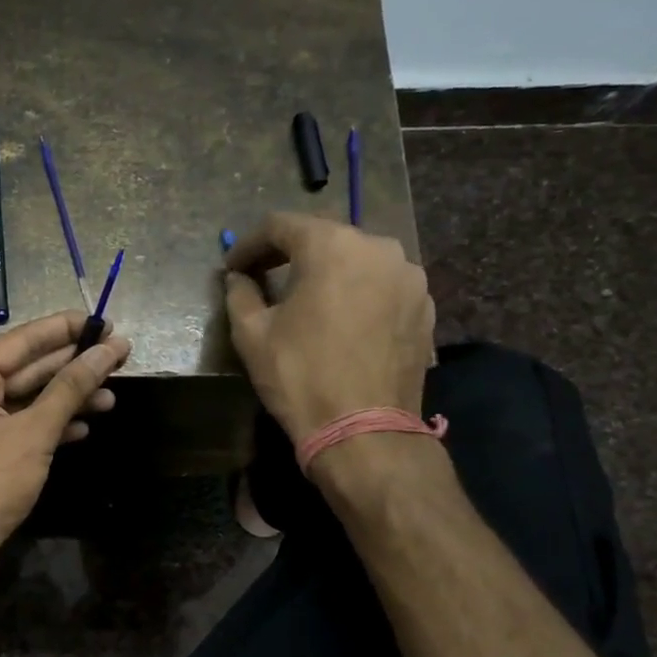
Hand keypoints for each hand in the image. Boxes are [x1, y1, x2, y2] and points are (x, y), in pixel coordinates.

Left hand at [0, 312, 130, 576]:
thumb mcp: (34, 432)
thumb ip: (70, 388)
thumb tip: (107, 350)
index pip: (25, 340)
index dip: (67, 329)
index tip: (106, 322)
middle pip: (29, 367)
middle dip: (74, 364)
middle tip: (120, 355)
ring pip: (30, 398)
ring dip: (69, 397)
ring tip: (113, 394)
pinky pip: (24, 424)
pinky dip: (53, 424)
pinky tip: (85, 424)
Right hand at [224, 212, 434, 442]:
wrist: (364, 430)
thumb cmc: (300, 375)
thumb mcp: (252, 334)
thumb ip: (240, 293)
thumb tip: (237, 278)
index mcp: (332, 245)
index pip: (280, 225)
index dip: (248, 244)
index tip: (232, 268)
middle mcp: (378, 247)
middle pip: (323, 237)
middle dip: (289, 254)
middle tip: (263, 278)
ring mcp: (409, 276)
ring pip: (357, 260)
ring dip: (327, 272)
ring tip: (305, 300)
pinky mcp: (425, 306)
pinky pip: (382, 286)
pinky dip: (357, 293)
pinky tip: (340, 320)